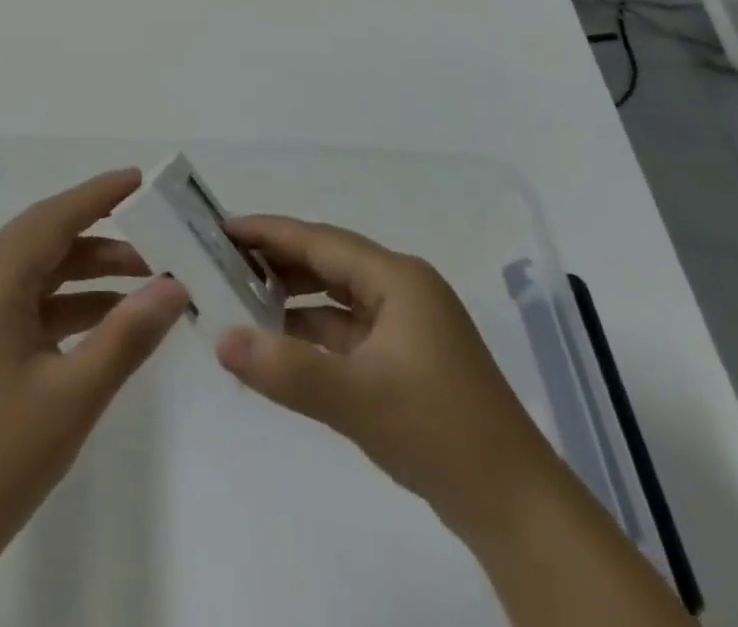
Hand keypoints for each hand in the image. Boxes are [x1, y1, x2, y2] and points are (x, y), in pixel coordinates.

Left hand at [0, 169, 187, 558]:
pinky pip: (32, 302)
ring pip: (40, 270)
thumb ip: (127, 335)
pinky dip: (71, 301)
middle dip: (100, 230)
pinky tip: (110, 316)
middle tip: (151, 225)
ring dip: (89, 268)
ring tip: (144, 276)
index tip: (140, 179)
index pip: (53, 218)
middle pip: (46, 237)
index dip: (98, 194)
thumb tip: (175, 287)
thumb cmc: (1, 456)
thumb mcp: (75, 394)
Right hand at [215, 215, 562, 543]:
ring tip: (239, 299)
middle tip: (221, 262)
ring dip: (292, 298)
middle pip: (326, 262)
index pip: (319, 240)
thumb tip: (220, 339)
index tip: (221, 228)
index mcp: (397, 278)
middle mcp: (402, 289)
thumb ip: (285, 369)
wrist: (516, 510)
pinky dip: (311, 332)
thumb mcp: (357, 399)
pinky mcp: (404, 358)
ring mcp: (406, 324)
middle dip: (276, 261)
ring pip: (335, 297)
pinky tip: (279, 343)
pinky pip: (346, 329)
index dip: (269, 232)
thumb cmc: (439, 433)